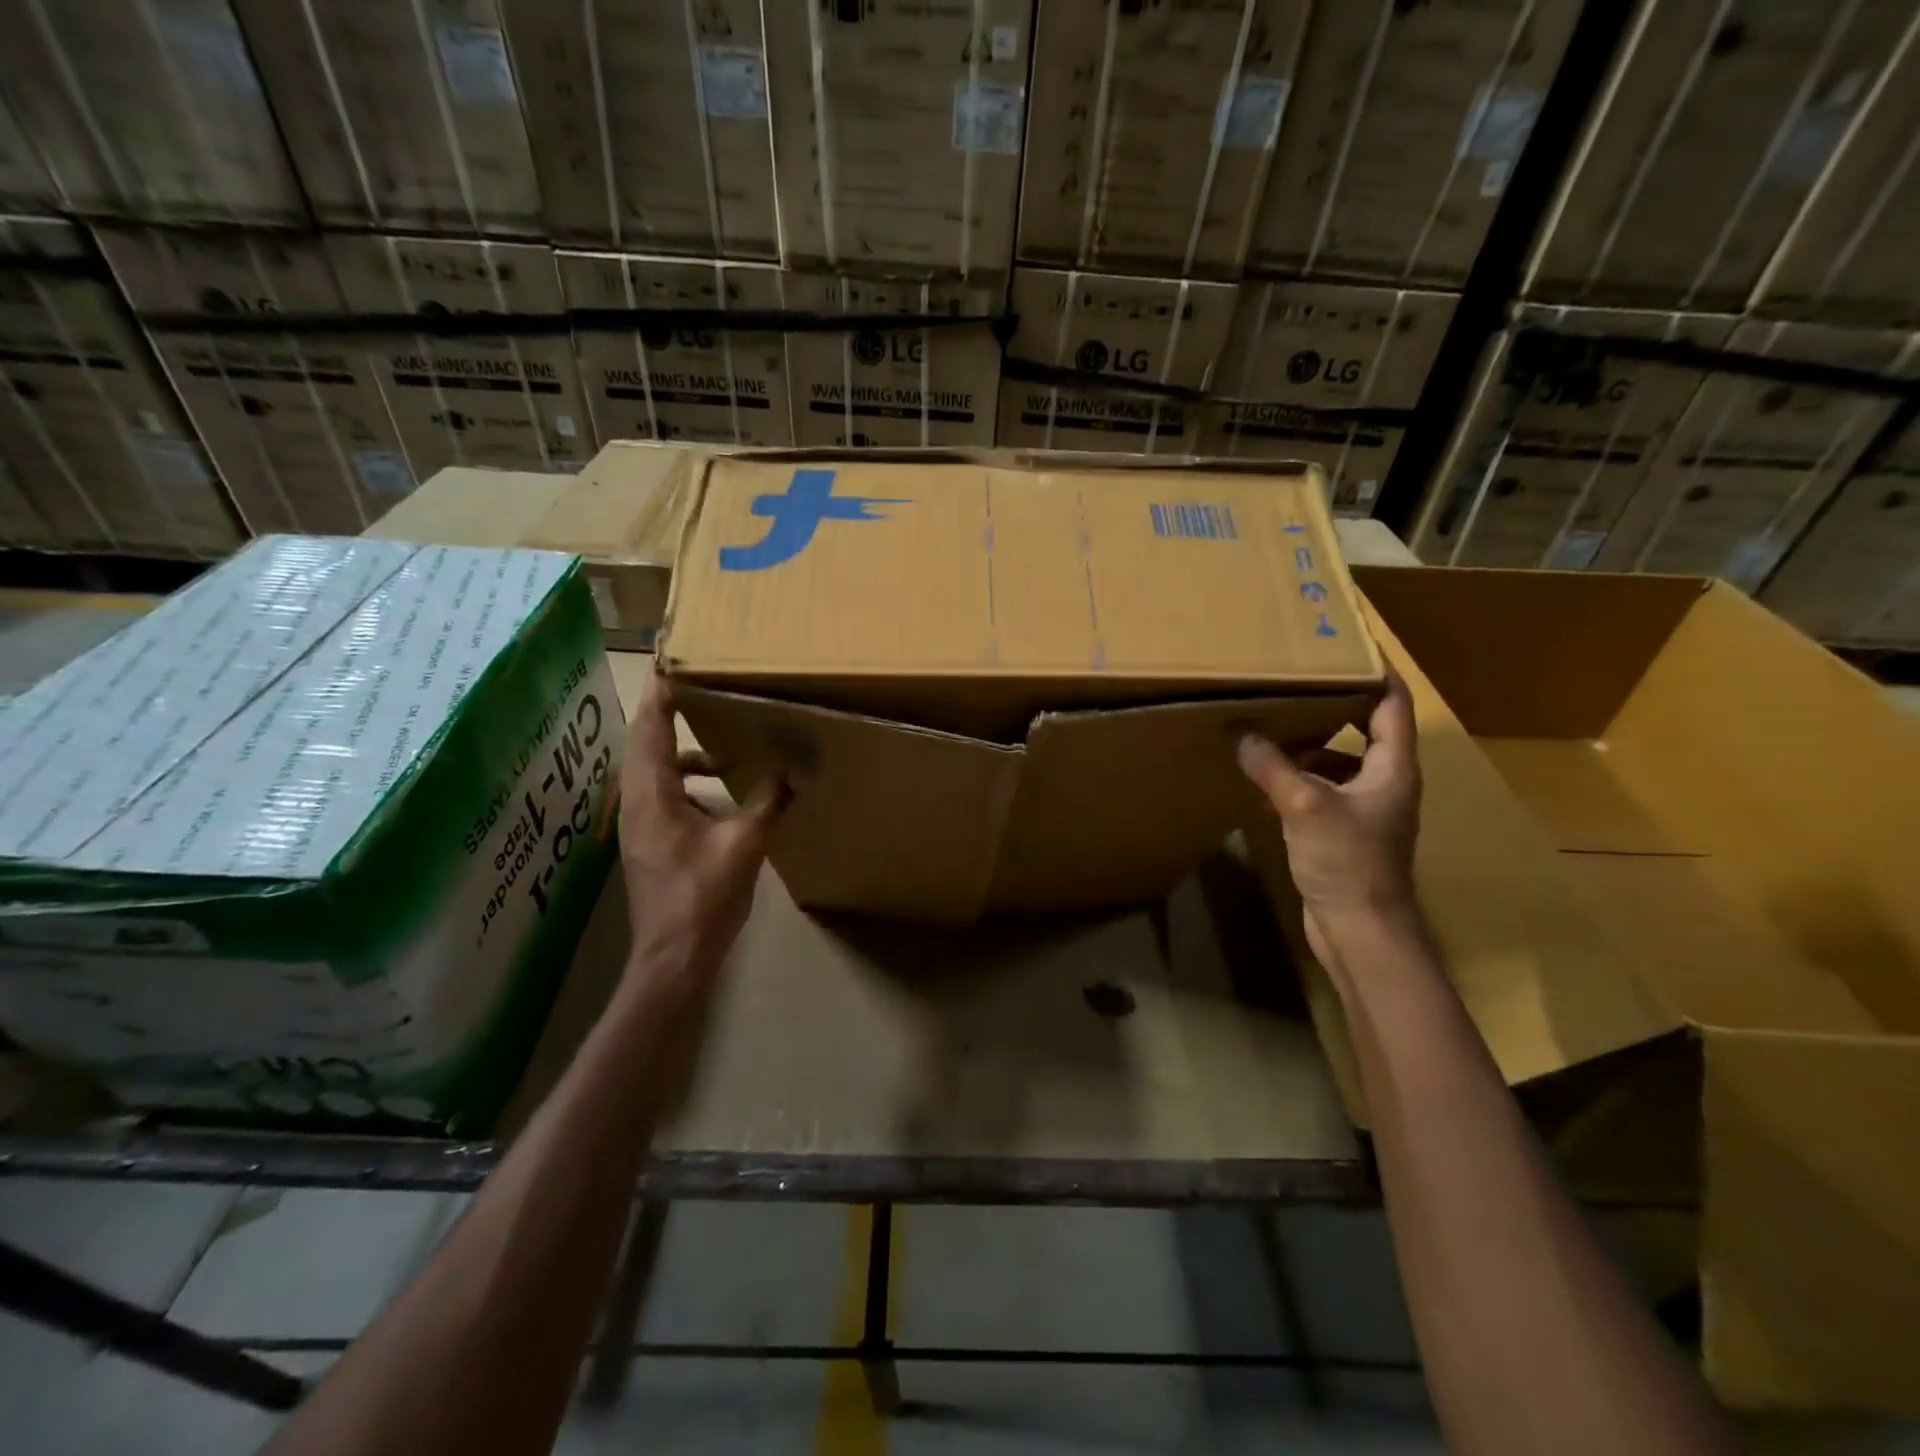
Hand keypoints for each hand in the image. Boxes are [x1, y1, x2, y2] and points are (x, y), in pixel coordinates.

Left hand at [617, 671, 784, 999]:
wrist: (673, 957)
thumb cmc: (703, 897)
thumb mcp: (744, 845)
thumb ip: (768, 802)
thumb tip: (793, 769)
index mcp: (653, 795)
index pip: (650, 729)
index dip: (660, 695)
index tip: (675, 663)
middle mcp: (636, 802)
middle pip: (645, 743)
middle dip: (667, 712)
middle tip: (698, 686)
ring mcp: (638, 823)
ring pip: (651, 769)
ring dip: (679, 749)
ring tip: (719, 738)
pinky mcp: (648, 840)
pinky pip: (660, 792)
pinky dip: (684, 778)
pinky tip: (718, 790)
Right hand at [1238, 669, 1421, 969]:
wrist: (1361, 931)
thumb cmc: (1347, 861)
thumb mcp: (1304, 805)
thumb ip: (1271, 766)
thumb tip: (1240, 733)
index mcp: (1393, 767)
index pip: (1392, 704)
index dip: (1376, 671)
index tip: (1348, 644)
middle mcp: (1384, 782)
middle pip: (1364, 729)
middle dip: (1332, 704)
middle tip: (1294, 680)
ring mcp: (1364, 809)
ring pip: (1336, 762)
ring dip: (1306, 745)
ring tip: (1267, 725)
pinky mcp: (1342, 833)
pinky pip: (1318, 791)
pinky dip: (1293, 780)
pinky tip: (1260, 779)